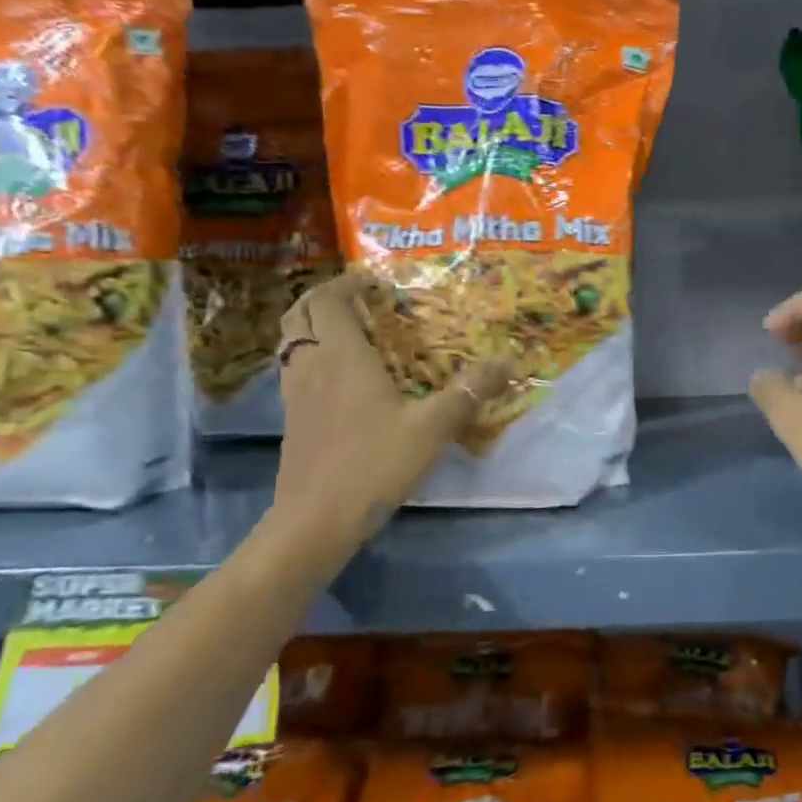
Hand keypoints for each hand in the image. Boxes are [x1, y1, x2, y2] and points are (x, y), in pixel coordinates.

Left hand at [269, 270, 510, 555]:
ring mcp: (296, 393)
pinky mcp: (293, 419)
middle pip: (301, 313)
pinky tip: (341, 378)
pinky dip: (312, 355)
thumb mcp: (433, 427)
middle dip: (326, 296)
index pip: (331, 299)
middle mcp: (311, 365)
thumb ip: (469, 391)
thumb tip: (509, 361)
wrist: (316, 520)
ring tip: (351, 331)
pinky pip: (296, 368)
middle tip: (360, 299)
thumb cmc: (374, 464)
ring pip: (292, 341)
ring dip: (314, 325)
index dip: (349, 282)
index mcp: (342, 355)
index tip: (375, 280)